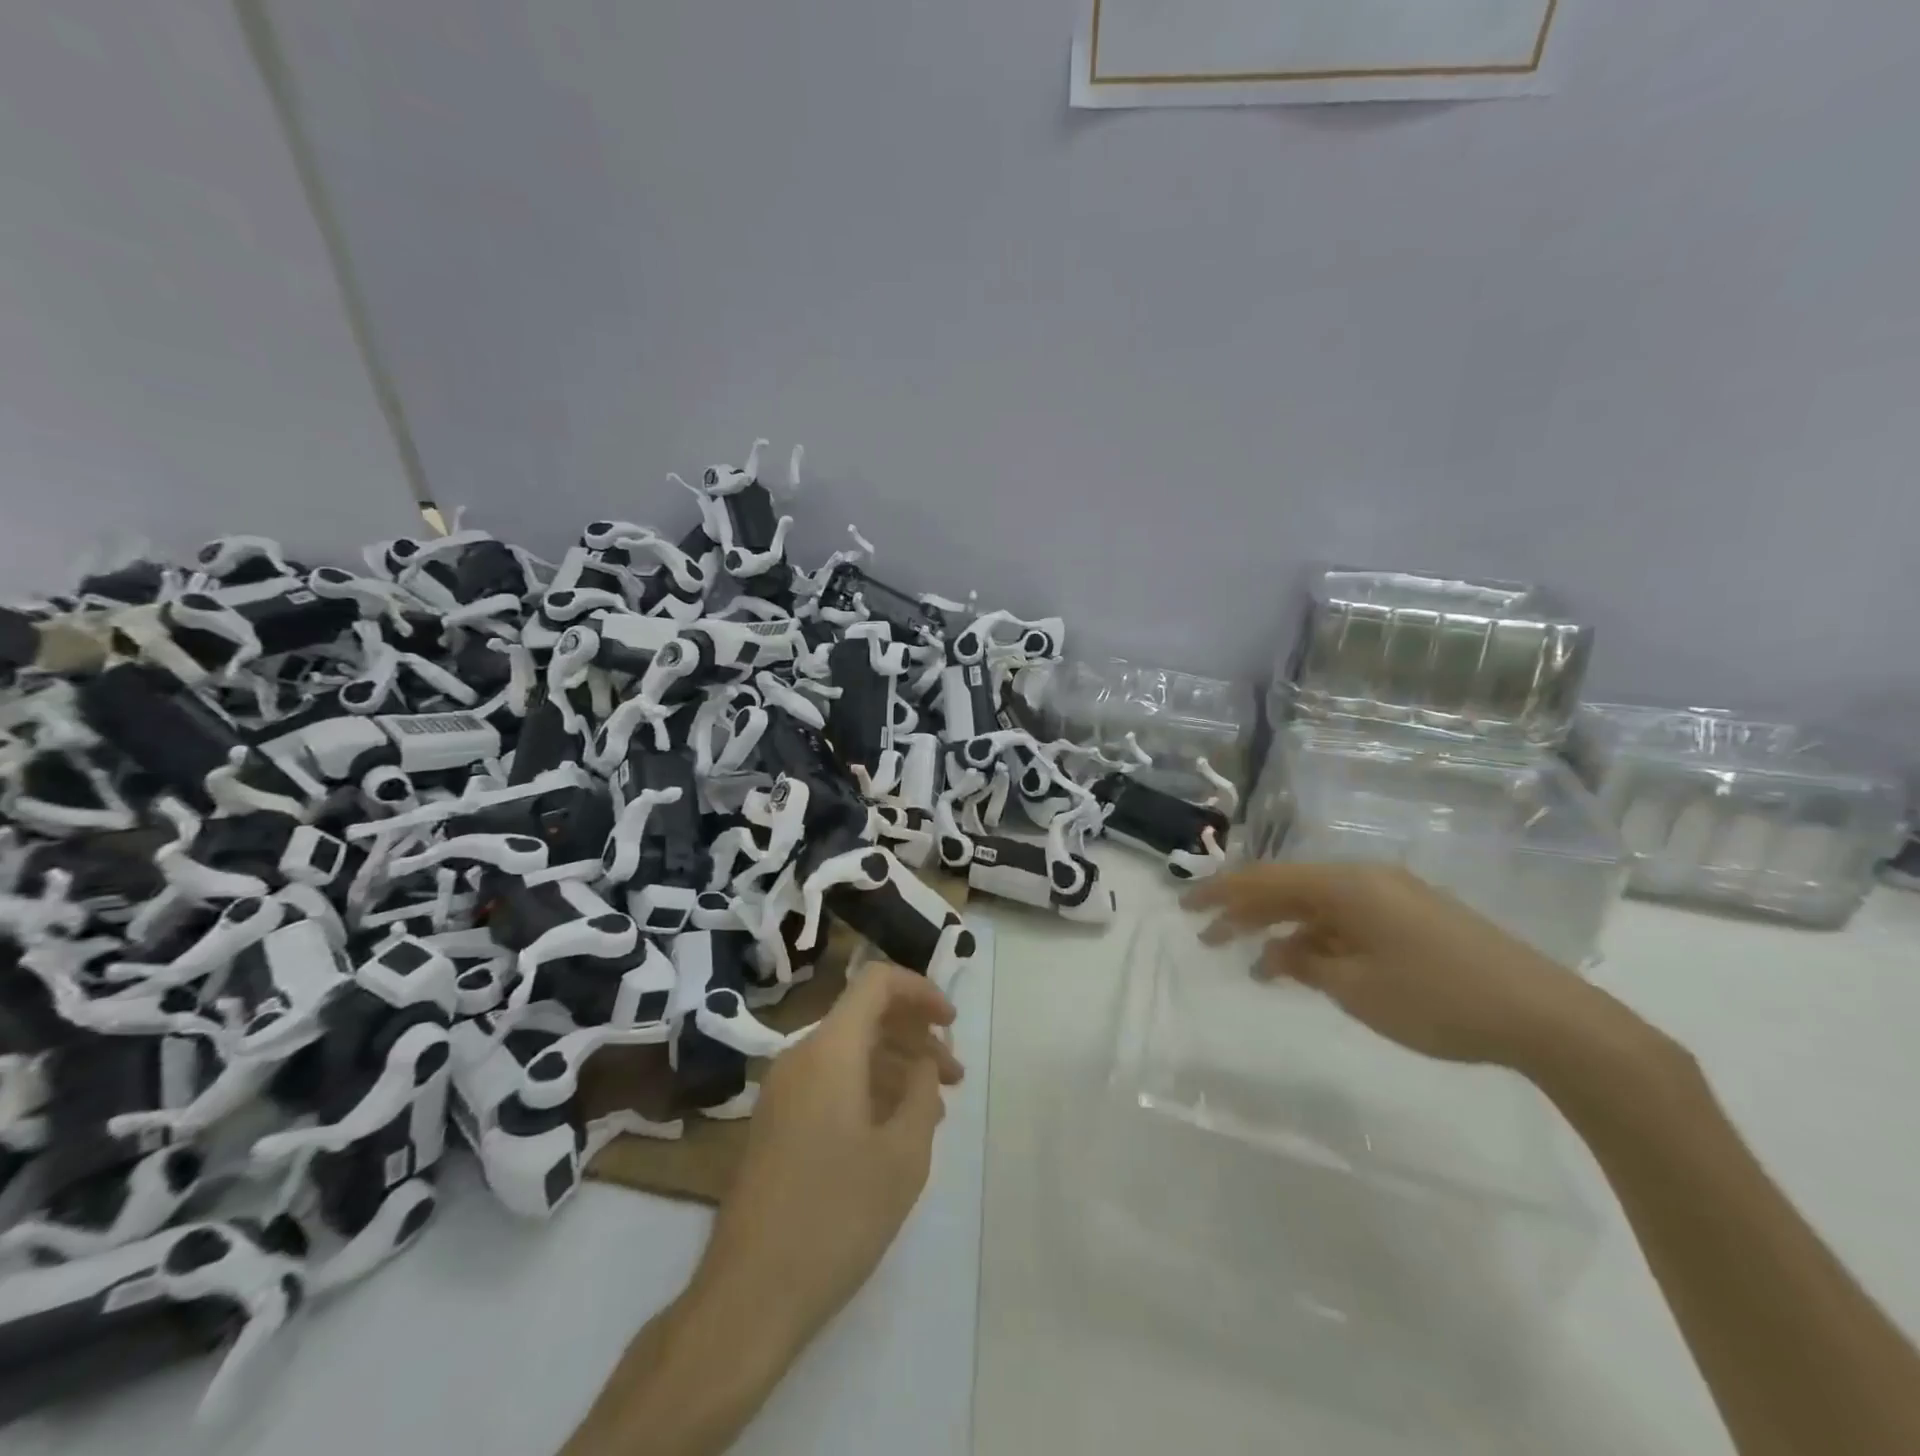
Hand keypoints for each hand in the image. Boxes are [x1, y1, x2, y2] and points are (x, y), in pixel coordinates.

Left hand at [701, 962, 963, 1344]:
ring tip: (935, 1107)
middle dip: (915, 1035)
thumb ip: (921, 1092)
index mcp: (830, 1050)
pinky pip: (830, 1081)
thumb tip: (922, 1065)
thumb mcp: (903, 1154)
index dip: (920, 989)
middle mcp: (800, 1056)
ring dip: (895, 1065)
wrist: (749, 1296)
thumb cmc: (836, 1216)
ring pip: (849, 1051)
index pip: (877, 982)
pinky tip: (895, 1128)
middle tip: (955, 1075)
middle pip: (865, 1016)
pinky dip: (869, 1087)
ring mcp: (783, 1090)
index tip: (952, 1022)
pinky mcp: (776, 1123)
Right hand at [1182, 862, 1604, 1071]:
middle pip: (1289, 889)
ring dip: (1283, 932)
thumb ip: (1307, 965)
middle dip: (1245, 913)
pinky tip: (1308, 968)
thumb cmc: (1439, 1000)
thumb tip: (1280, 954)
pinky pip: (1349, 921)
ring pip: (1319, 907)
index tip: (1186, 907)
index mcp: (1347, 886)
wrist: (1548, 1018)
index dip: (1220, 893)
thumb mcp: (1357, 989)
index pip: (1265, 881)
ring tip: (1254, 967)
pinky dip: (1320, 941)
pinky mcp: (1416, 919)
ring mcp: (1394, 897)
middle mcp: (1366, 880)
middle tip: (1207, 938)